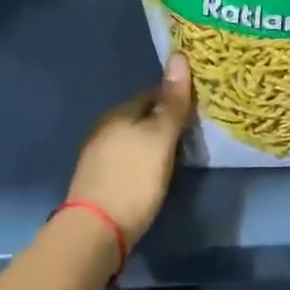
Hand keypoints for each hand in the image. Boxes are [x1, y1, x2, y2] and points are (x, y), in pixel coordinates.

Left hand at [66, 54, 193, 250]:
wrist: (93, 234)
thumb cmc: (133, 178)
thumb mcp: (160, 138)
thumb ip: (172, 102)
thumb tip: (179, 55)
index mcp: (118, 113)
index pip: (152, 94)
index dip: (174, 98)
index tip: (196, 108)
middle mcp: (104, 129)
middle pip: (140, 118)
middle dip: (162, 122)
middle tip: (190, 133)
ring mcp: (96, 157)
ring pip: (132, 140)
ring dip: (151, 144)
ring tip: (175, 155)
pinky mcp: (96, 183)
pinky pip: (125, 160)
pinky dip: (140, 162)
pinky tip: (151, 175)